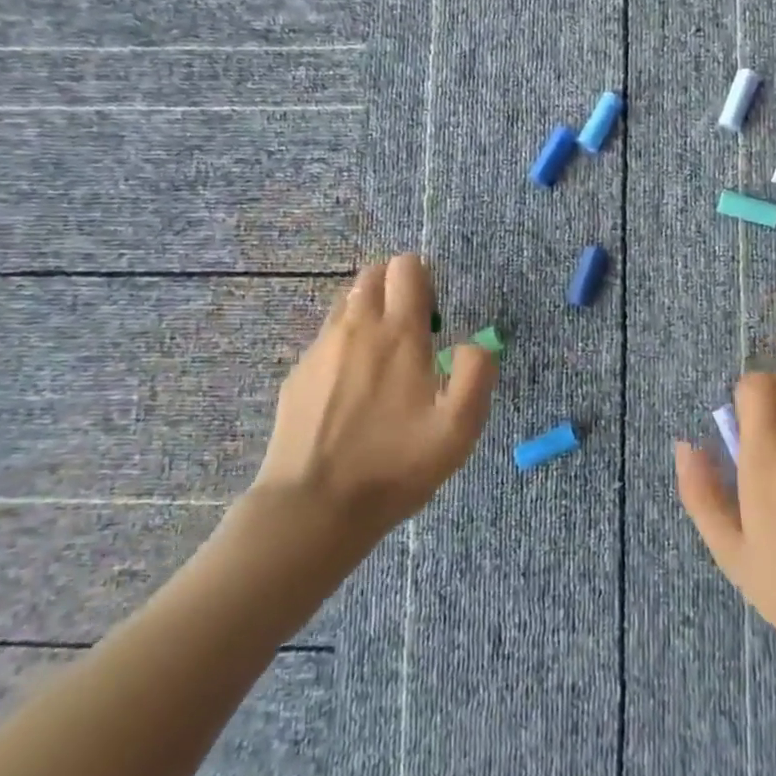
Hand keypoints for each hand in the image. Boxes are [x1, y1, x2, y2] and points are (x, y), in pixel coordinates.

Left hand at [251, 254, 496, 531]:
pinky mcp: (297, 375)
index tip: (434, 313)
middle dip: (395, 286)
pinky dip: (345, 344)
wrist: (313, 506)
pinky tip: (352, 389)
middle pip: (372, 275)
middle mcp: (355, 329)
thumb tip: (476, 343)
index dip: (425, 278)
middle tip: (412, 328)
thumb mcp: (459, 429)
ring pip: (346, 304)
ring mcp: (319, 350)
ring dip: (368, 312)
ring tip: (383, 358)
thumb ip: (478, 374)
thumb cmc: (394, 466)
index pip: (407, 268)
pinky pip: (325, 339)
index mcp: (398, 334)